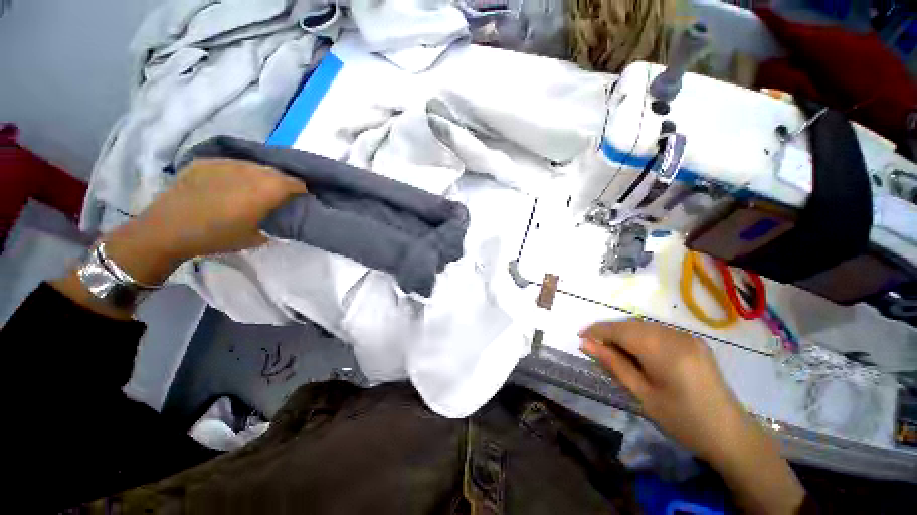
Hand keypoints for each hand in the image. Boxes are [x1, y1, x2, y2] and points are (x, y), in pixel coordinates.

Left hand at [53, 159, 305, 320]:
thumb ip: (276, 224)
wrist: (168, 228)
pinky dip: (239, 172)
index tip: (301, 199)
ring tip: (256, 188)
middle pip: (277, 172)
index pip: (295, 183)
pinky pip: (232, 164)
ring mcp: (227, 163)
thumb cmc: (217, 237)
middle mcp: (250, 171)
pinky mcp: (207, 162)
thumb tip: (283, 219)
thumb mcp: (256, 238)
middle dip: (283, 182)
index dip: (301, 190)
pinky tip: (231, 184)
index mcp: (266, 190)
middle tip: (279, 195)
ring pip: (255, 165)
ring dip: (261, 176)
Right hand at [580, 320, 804, 513]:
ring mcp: (687, 336)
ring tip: (612, 350)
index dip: (597, 330)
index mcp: (663, 350)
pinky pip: (658, 331)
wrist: (729, 434)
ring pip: (644, 325)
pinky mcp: (693, 341)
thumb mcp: (642, 394)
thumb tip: (585, 344)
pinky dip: (640, 336)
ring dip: (624, 333)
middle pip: (631, 324)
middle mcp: (675, 336)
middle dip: (609, 332)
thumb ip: (613, 364)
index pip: (620, 330)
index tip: (580, 336)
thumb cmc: (682, 420)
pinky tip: (636, 351)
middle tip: (594, 346)